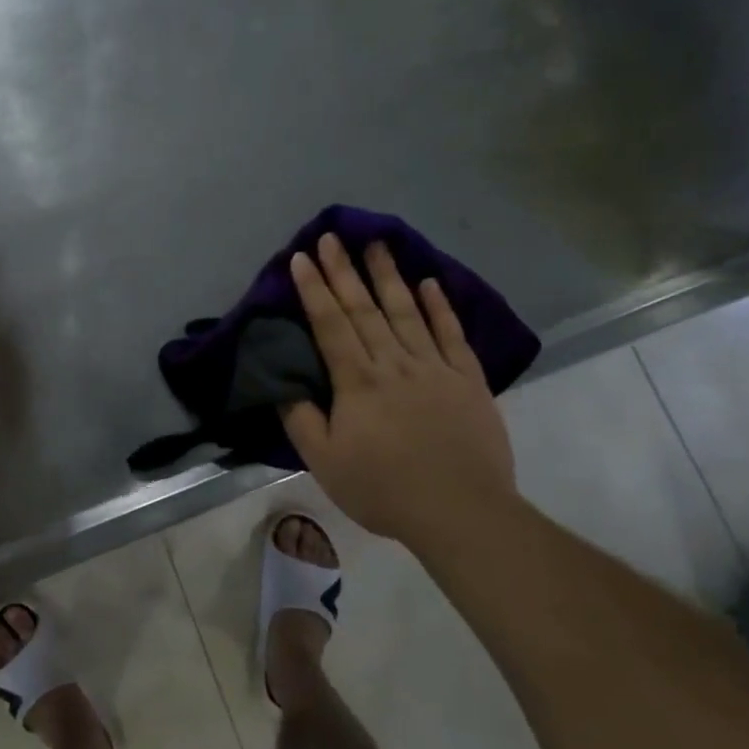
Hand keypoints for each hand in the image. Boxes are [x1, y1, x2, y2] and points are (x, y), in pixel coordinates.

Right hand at [281, 234, 517, 548]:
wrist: (461, 512)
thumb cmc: (383, 488)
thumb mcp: (324, 461)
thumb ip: (300, 417)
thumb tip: (281, 381)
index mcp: (357, 381)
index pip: (330, 324)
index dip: (314, 289)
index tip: (302, 257)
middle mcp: (394, 363)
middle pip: (365, 309)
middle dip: (345, 271)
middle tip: (333, 236)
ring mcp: (434, 368)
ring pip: (407, 312)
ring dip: (389, 276)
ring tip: (377, 243)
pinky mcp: (467, 380)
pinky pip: (451, 335)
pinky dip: (441, 307)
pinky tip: (430, 283)